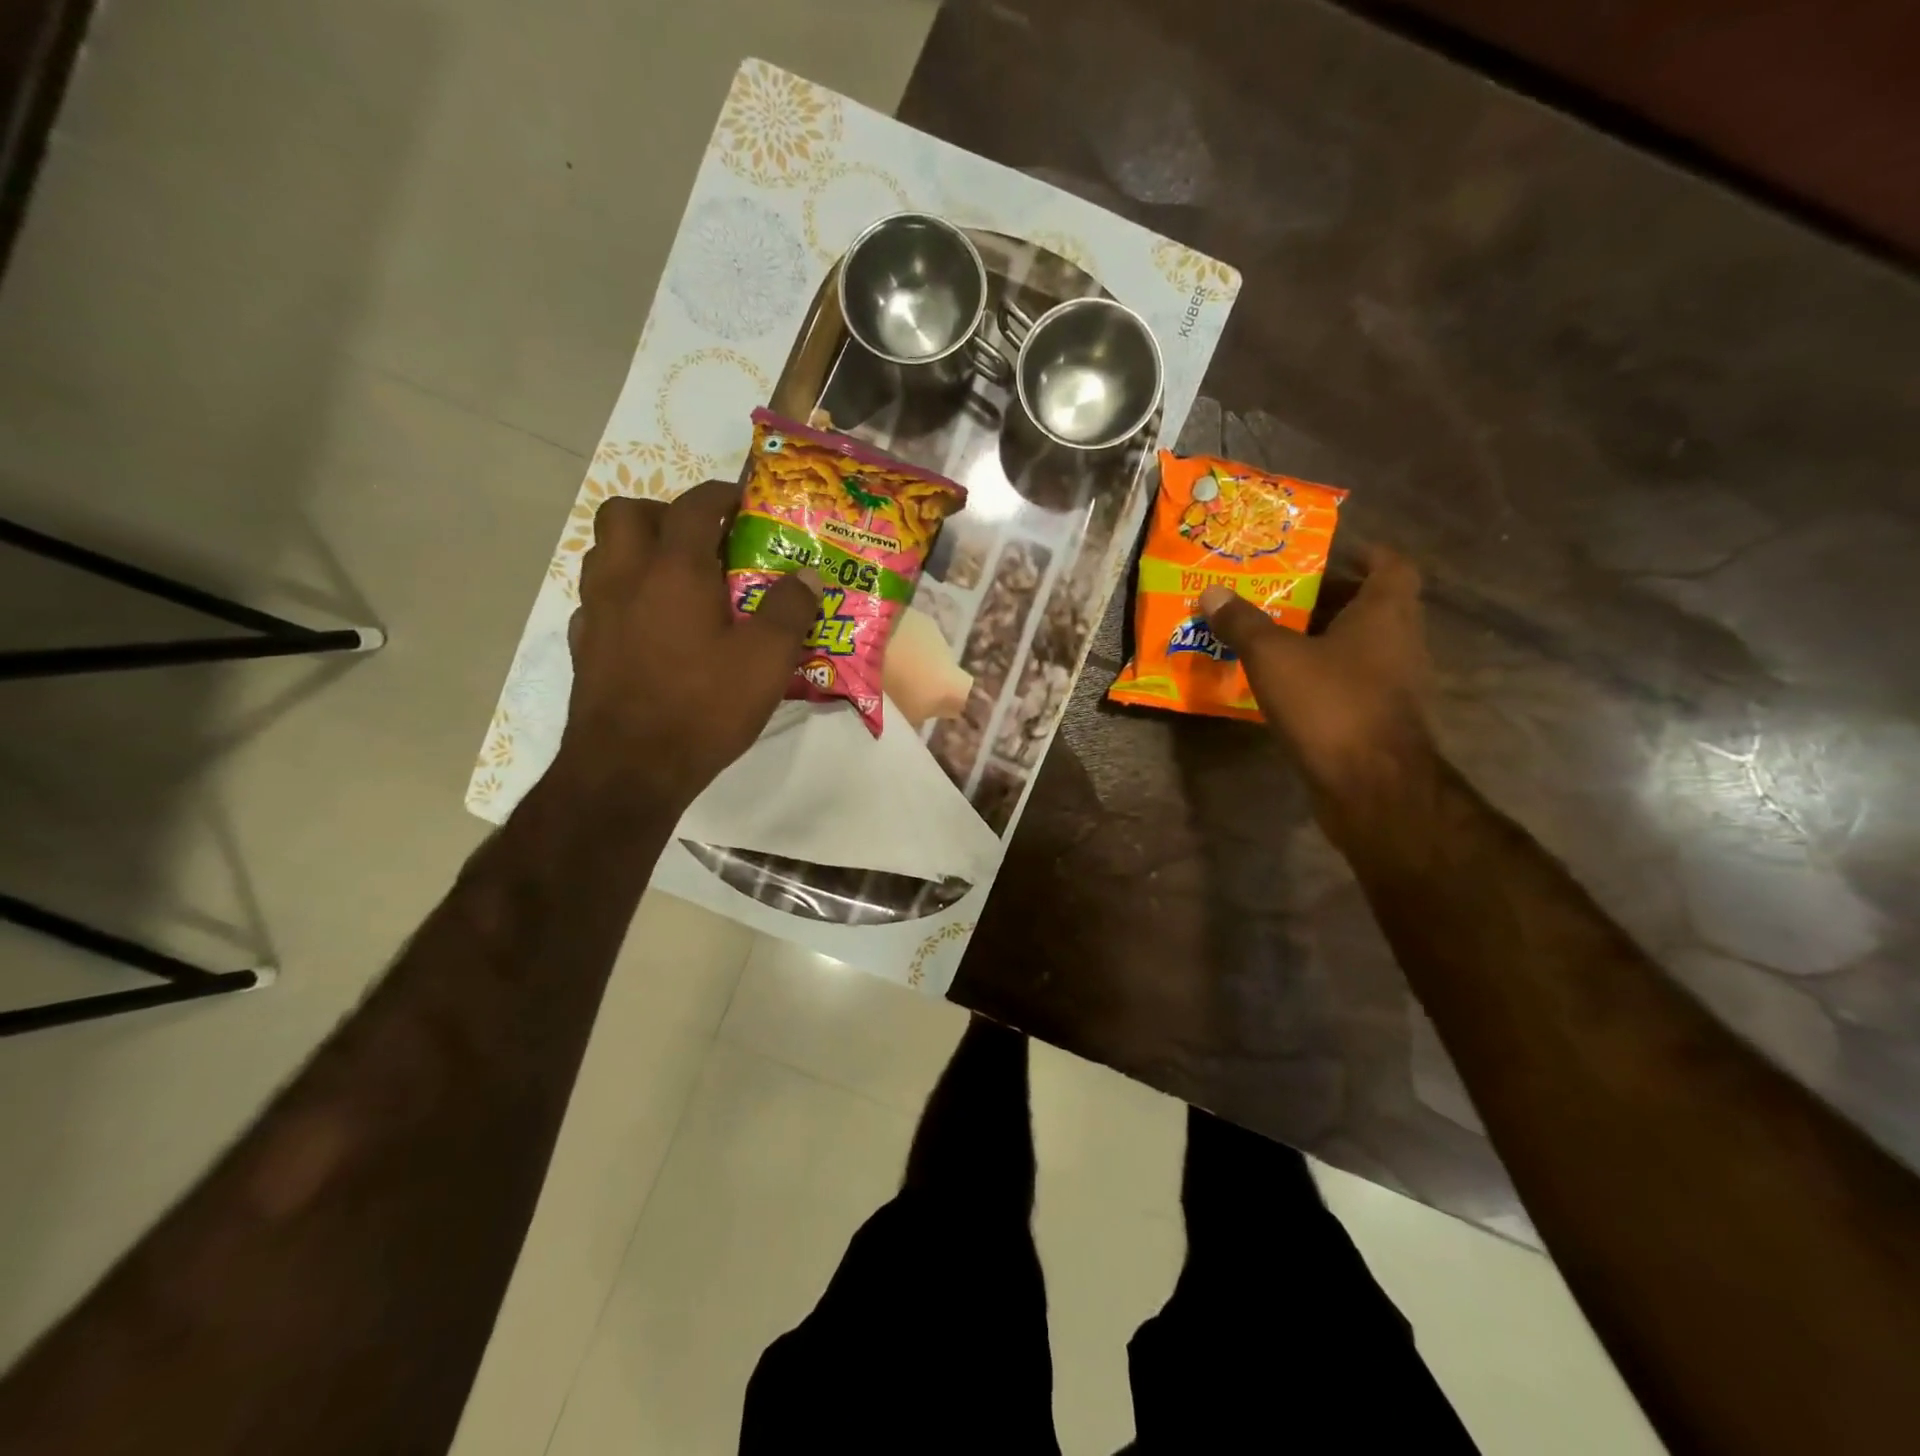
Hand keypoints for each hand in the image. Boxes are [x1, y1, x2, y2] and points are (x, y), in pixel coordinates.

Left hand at [556, 479, 820, 811]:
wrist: (630, 768)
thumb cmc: (703, 706)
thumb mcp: (767, 660)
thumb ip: (790, 609)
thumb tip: (807, 575)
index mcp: (674, 570)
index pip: (694, 506)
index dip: (722, 494)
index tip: (744, 500)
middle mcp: (626, 577)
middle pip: (627, 513)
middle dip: (664, 512)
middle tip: (700, 540)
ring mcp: (597, 612)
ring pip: (604, 553)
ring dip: (638, 550)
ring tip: (677, 579)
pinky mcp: (584, 647)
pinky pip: (598, 601)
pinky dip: (622, 596)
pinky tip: (650, 626)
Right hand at [1199, 543, 1434, 808]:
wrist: (1371, 785)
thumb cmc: (1330, 704)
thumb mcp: (1274, 658)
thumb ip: (1243, 623)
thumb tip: (1211, 592)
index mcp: (1385, 613)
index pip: (1391, 565)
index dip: (1364, 553)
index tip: (1328, 553)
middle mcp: (1401, 641)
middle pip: (1371, 605)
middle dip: (1329, 597)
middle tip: (1282, 594)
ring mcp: (1396, 683)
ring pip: (1361, 645)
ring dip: (1324, 637)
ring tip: (1276, 636)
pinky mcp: (1382, 717)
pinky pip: (1352, 680)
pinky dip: (1324, 674)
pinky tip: (1287, 683)